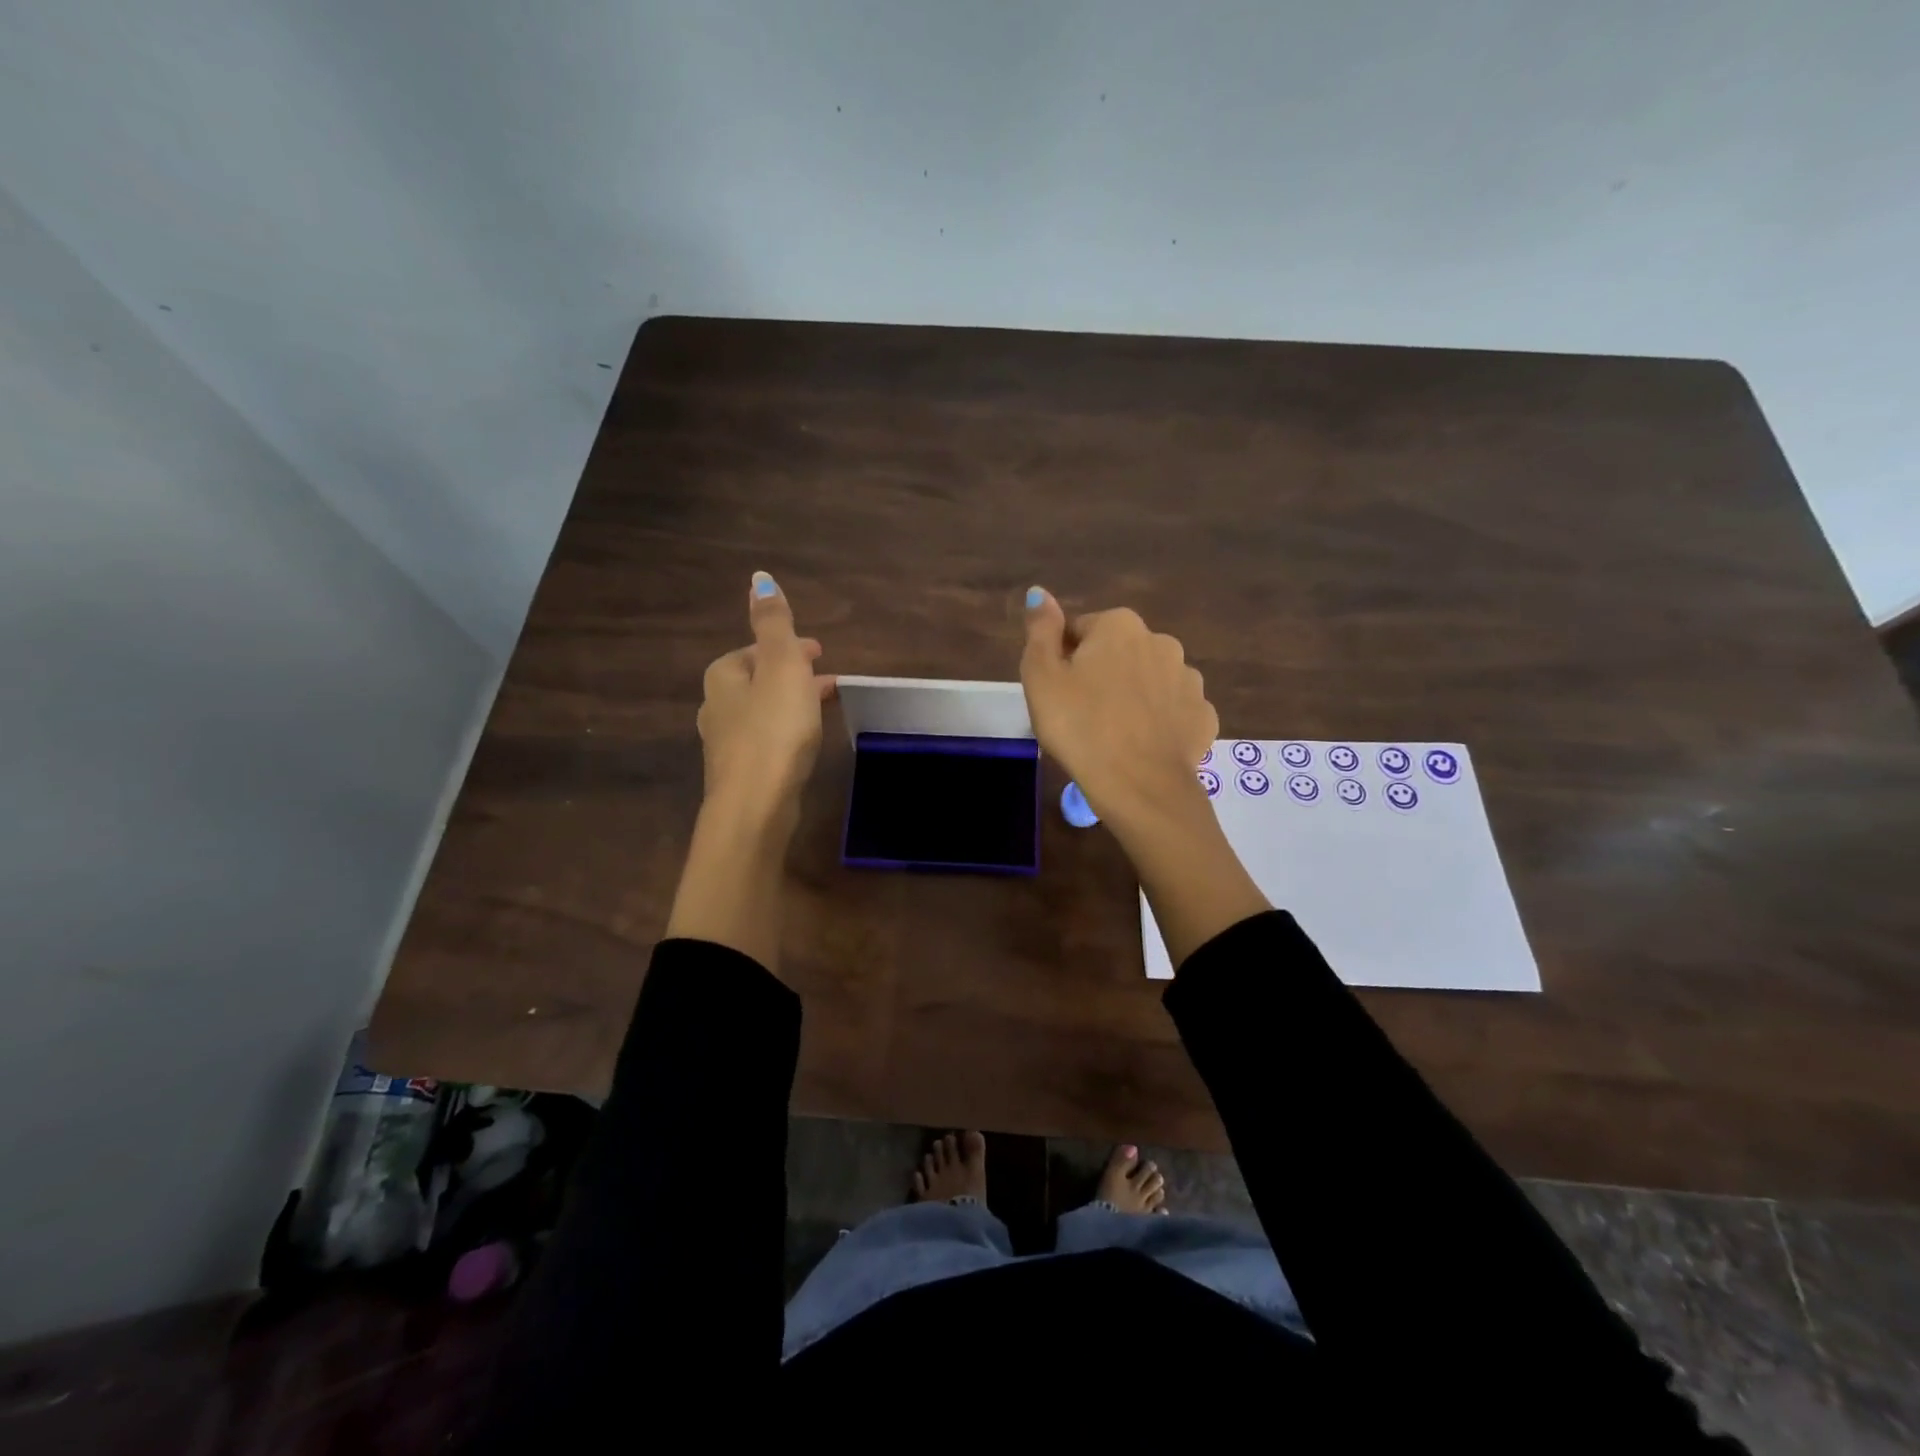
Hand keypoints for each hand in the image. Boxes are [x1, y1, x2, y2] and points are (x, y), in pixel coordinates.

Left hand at [696, 572, 835, 822]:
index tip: (819, 652)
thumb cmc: (773, 730)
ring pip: (762, 712)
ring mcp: (726, 744)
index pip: (754, 650)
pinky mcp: (740, 774)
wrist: (755, 805)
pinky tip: (804, 744)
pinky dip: (786, 731)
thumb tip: (759, 577)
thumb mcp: (781, 666)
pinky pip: (766, 740)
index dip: (788, 648)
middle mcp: (716, 707)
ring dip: (791, 704)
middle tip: (826, 679)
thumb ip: (774, 623)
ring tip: (823, 709)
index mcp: (723, 677)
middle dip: (791, 675)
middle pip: (757, 681)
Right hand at [1021, 586, 1265, 965]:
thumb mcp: (1042, 677)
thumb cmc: (1080, 728)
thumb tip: (1039, 592)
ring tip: (1111, 735)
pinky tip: (1140, 746)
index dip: (1062, 661)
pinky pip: (1172, 712)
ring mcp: (1189, 680)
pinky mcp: (1203, 717)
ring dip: (1131, 697)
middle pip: (1117, 654)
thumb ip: (1040, 629)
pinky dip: (1157, 723)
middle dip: (1100, 676)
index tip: (1056, 695)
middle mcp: (1161, 641)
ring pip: (1148, 681)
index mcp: (1119, 626)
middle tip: (1080, 716)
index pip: (1079, 631)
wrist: (1140, 787)